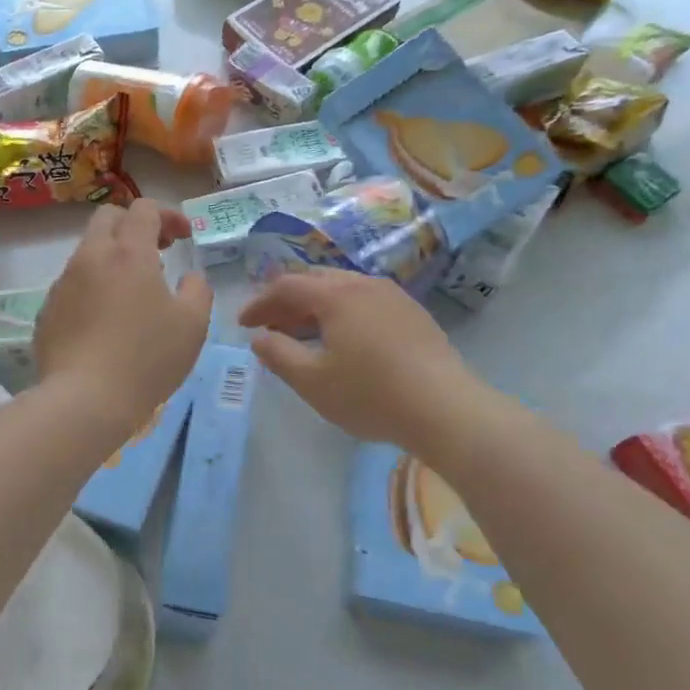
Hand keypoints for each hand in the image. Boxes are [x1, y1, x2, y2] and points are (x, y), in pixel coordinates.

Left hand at [36, 200, 211, 438]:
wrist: (84, 400)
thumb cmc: (147, 358)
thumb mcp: (192, 325)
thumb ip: (197, 290)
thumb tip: (189, 278)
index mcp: (129, 253)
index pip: (144, 208)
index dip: (168, 215)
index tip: (184, 237)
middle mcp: (91, 257)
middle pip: (108, 217)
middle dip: (135, 224)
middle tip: (158, 251)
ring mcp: (64, 283)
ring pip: (88, 251)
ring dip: (113, 257)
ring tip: (133, 292)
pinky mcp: (47, 310)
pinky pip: (73, 284)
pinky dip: (93, 287)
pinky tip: (106, 321)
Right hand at [239, 268, 475, 448]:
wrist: (445, 408)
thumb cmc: (371, 395)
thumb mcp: (313, 381)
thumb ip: (278, 355)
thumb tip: (259, 338)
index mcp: (335, 294)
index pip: (286, 286)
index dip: (260, 303)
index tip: (244, 325)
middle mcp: (363, 284)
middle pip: (315, 281)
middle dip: (287, 301)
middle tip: (271, 327)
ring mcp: (393, 296)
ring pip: (343, 289)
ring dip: (315, 306)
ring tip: (303, 334)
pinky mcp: (413, 313)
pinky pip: (365, 301)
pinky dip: (342, 312)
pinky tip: (343, 340)